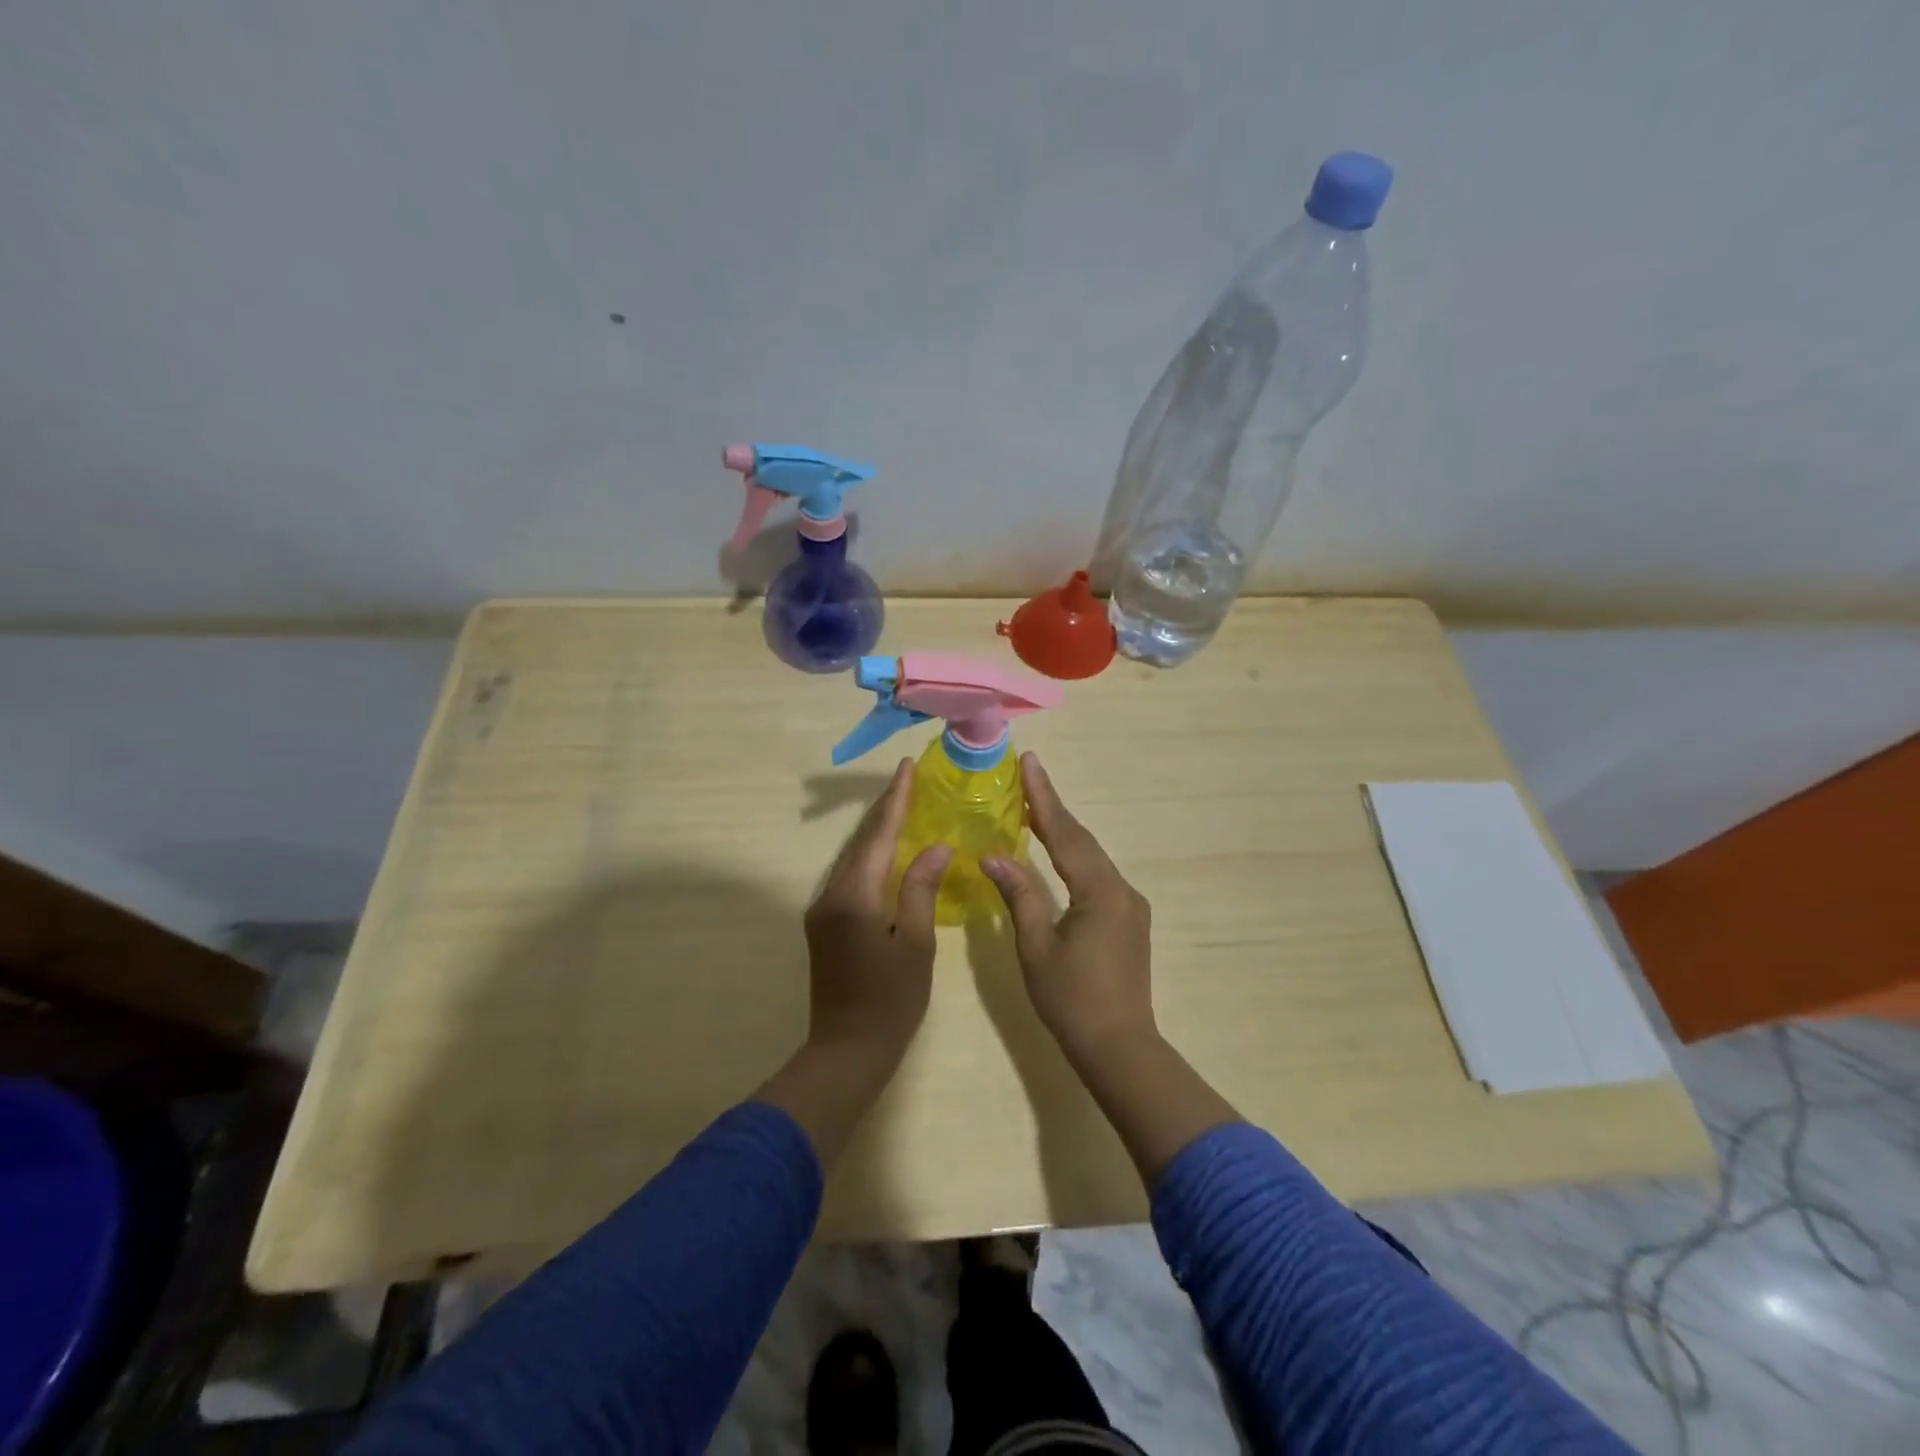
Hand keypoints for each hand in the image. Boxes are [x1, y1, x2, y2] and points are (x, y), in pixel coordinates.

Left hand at [802, 758, 952, 1066]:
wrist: (846, 1051)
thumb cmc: (890, 1001)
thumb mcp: (915, 943)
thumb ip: (920, 889)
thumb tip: (935, 847)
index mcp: (854, 896)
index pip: (878, 835)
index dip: (895, 800)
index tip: (907, 768)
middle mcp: (830, 894)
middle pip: (861, 841)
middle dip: (885, 809)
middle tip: (908, 780)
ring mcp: (822, 910)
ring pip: (852, 858)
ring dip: (877, 831)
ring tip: (902, 806)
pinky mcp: (824, 925)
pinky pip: (850, 877)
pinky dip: (871, 857)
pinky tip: (888, 852)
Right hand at [981, 753, 1156, 1066]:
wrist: (1120, 1047)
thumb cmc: (1072, 999)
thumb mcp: (1037, 946)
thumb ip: (1019, 895)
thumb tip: (995, 855)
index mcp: (1100, 891)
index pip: (1065, 833)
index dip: (1043, 797)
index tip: (1030, 762)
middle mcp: (1121, 888)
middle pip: (1082, 839)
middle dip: (1053, 807)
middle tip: (1028, 776)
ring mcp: (1130, 905)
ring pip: (1091, 857)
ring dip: (1063, 832)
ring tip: (1034, 807)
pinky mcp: (1129, 920)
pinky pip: (1097, 875)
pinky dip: (1074, 857)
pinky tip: (1057, 854)